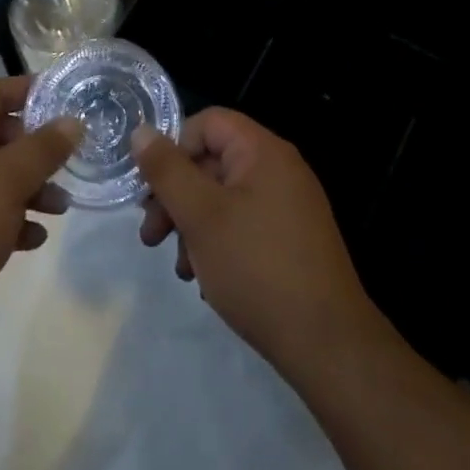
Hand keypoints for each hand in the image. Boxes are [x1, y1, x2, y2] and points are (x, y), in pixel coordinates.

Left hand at [0, 77, 78, 368]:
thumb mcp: (6, 181)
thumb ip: (43, 149)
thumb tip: (72, 121)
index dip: (26, 91)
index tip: (63, 98)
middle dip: (33, 148)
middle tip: (67, 160)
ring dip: (27, 188)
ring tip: (61, 207)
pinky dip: (8, 221)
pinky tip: (34, 239)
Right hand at [133, 109, 375, 372]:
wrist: (329, 346)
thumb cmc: (257, 268)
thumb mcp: (201, 216)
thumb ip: (167, 171)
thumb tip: (141, 132)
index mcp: (262, 151)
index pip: (207, 123)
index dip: (174, 149)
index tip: (152, 191)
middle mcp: (280, 169)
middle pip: (213, 163)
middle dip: (177, 198)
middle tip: (151, 238)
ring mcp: (290, 206)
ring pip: (225, 198)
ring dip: (194, 227)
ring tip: (182, 270)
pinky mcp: (294, 240)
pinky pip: (245, 225)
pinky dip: (220, 244)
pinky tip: (208, 282)